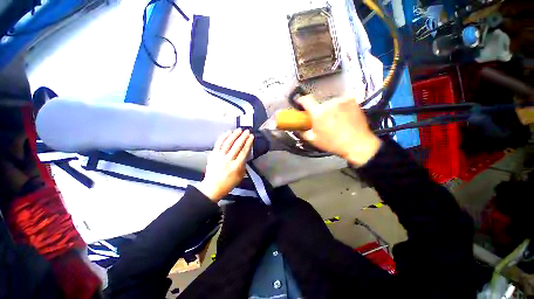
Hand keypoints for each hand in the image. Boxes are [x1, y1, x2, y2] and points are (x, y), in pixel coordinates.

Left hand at [196, 129, 253, 201]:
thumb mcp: (240, 176)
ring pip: (227, 143)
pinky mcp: (212, 155)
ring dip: (234, 135)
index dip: (248, 143)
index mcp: (236, 166)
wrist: (212, 187)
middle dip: (243, 137)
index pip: (243, 152)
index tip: (251, 136)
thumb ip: (244, 164)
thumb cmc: (228, 183)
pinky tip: (228, 132)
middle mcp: (228, 160)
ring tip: (239, 129)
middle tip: (247, 131)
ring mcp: (219, 157)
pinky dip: (223, 137)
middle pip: (236, 146)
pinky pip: (218, 144)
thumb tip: (245, 154)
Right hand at [297, 95, 381, 165]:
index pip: (306, 100)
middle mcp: (329, 103)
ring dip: (330, 108)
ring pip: (331, 102)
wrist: (357, 144)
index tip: (300, 103)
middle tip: (322, 119)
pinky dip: (340, 107)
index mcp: (318, 112)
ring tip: (335, 119)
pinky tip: (344, 116)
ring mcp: (342, 100)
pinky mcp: (352, 101)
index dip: (301, 100)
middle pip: (319, 103)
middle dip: (318, 110)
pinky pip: (342, 102)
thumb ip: (303, 132)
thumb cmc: (333, 143)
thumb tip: (298, 128)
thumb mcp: (314, 140)